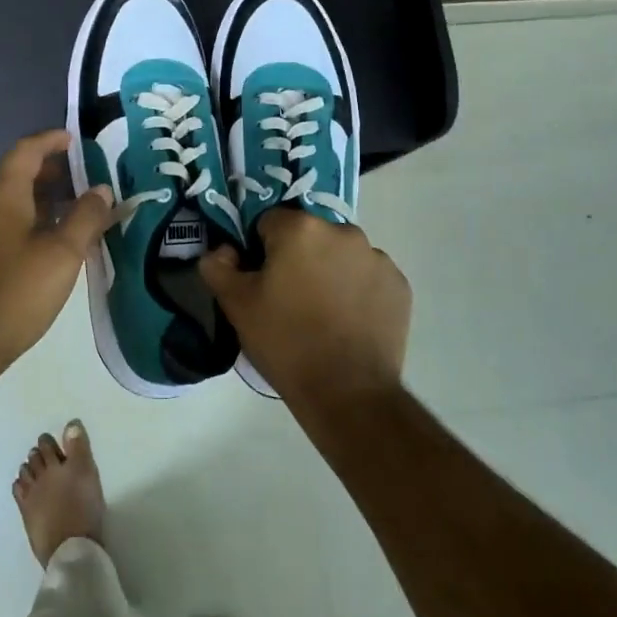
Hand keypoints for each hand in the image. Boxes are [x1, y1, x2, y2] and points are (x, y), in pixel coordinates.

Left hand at [0, 129, 113, 387]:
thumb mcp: (62, 254)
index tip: (75, 140)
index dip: (51, 140)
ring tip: (74, 212)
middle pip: (17, 174)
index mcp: (2, 194)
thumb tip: (102, 189)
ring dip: (41, 200)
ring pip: (10, 202)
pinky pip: (1, 224)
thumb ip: (86, 217)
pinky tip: (48, 245)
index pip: (26, 150)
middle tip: (84, 178)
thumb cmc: (14, 293)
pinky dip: (28, 221)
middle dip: (51, 172)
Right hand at [200, 210, 410, 408]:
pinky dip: (357, 290)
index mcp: (300, 228)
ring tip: (321, 314)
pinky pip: (367, 276)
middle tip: (288, 299)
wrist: (348, 393)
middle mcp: (343, 231)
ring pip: (340, 254)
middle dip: (297, 258)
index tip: (261, 282)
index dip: (259, 251)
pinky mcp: (399, 285)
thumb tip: (222, 250)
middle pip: (308, 236)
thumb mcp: (236, 305)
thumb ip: (218, 266)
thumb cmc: (285, 341)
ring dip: (329, 271)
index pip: (268, 223)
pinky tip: (348, 322)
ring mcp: (376, 257)